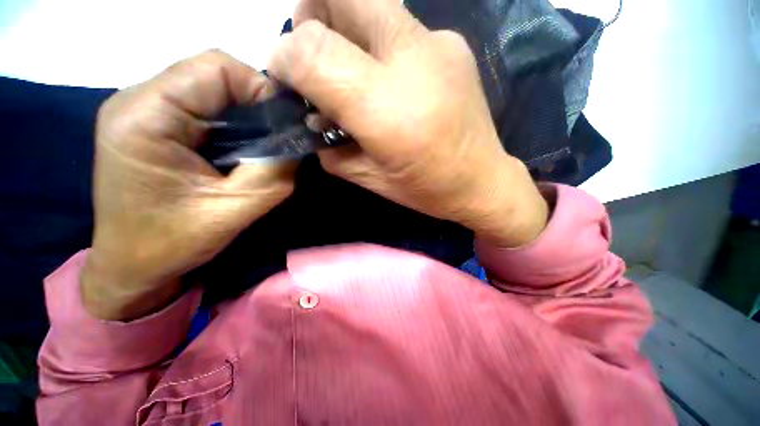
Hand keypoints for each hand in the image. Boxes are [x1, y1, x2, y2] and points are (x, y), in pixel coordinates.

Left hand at [82, 50, 296, 320]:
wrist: (131, 265)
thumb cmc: (171, 244)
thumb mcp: (235, 210)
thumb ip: (275, 173)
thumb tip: (299, 143)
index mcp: (145, 116)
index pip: (216, 68)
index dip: (260, 90)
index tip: (283, 126)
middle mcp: (138, 101)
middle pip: (213, 74)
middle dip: (255, 104)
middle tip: (275, 140)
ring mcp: (142, 110)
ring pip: (210, 89)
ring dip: (244, 115)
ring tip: (258, 148)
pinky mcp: (152, 124)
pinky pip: (202, 106)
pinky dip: (231, 123)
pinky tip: (238, 150)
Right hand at [268, 0, 547, 247]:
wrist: (481, 181)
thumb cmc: (425, 189)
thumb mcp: (370, 179)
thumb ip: (331, 150)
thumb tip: (310, 118)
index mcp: (386, 110)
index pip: (312, 50)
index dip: (285, 56)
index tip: (283, 75)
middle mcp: (412, 61)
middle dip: (313, 17)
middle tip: (313, 57)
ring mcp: (438, 44)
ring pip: (372, 4)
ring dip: (345, 29)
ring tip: (348, 72)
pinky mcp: (453, 45)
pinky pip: (399, 27)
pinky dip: (378, 45)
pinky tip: (389, 81)